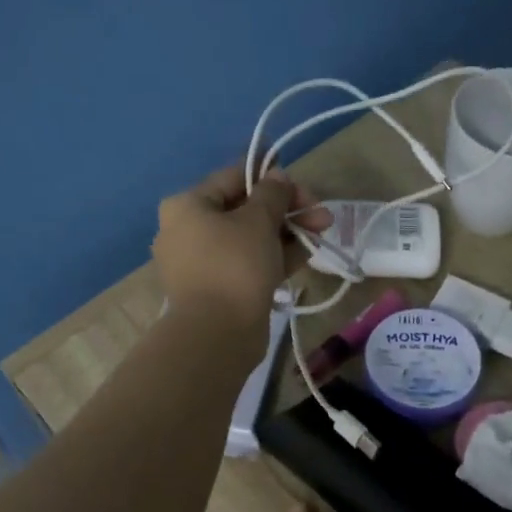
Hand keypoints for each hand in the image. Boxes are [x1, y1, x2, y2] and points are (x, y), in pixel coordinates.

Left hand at [153, 163, 330, 342]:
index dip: (271, 178)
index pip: (233, 178)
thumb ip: (272, 193)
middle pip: (244, 210)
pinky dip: (275, 257)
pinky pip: (248, 264)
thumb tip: (278, 176)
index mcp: (187, 206)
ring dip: (287, 233)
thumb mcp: (259, 220)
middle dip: (287, 210)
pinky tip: (308, 254)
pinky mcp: (218, 289)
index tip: (302, 187)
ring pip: (250, 239)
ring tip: (323, 233)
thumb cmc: (234, 265)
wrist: (217, 334)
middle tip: (321, 215)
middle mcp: (188, 231)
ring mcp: (202, 263)